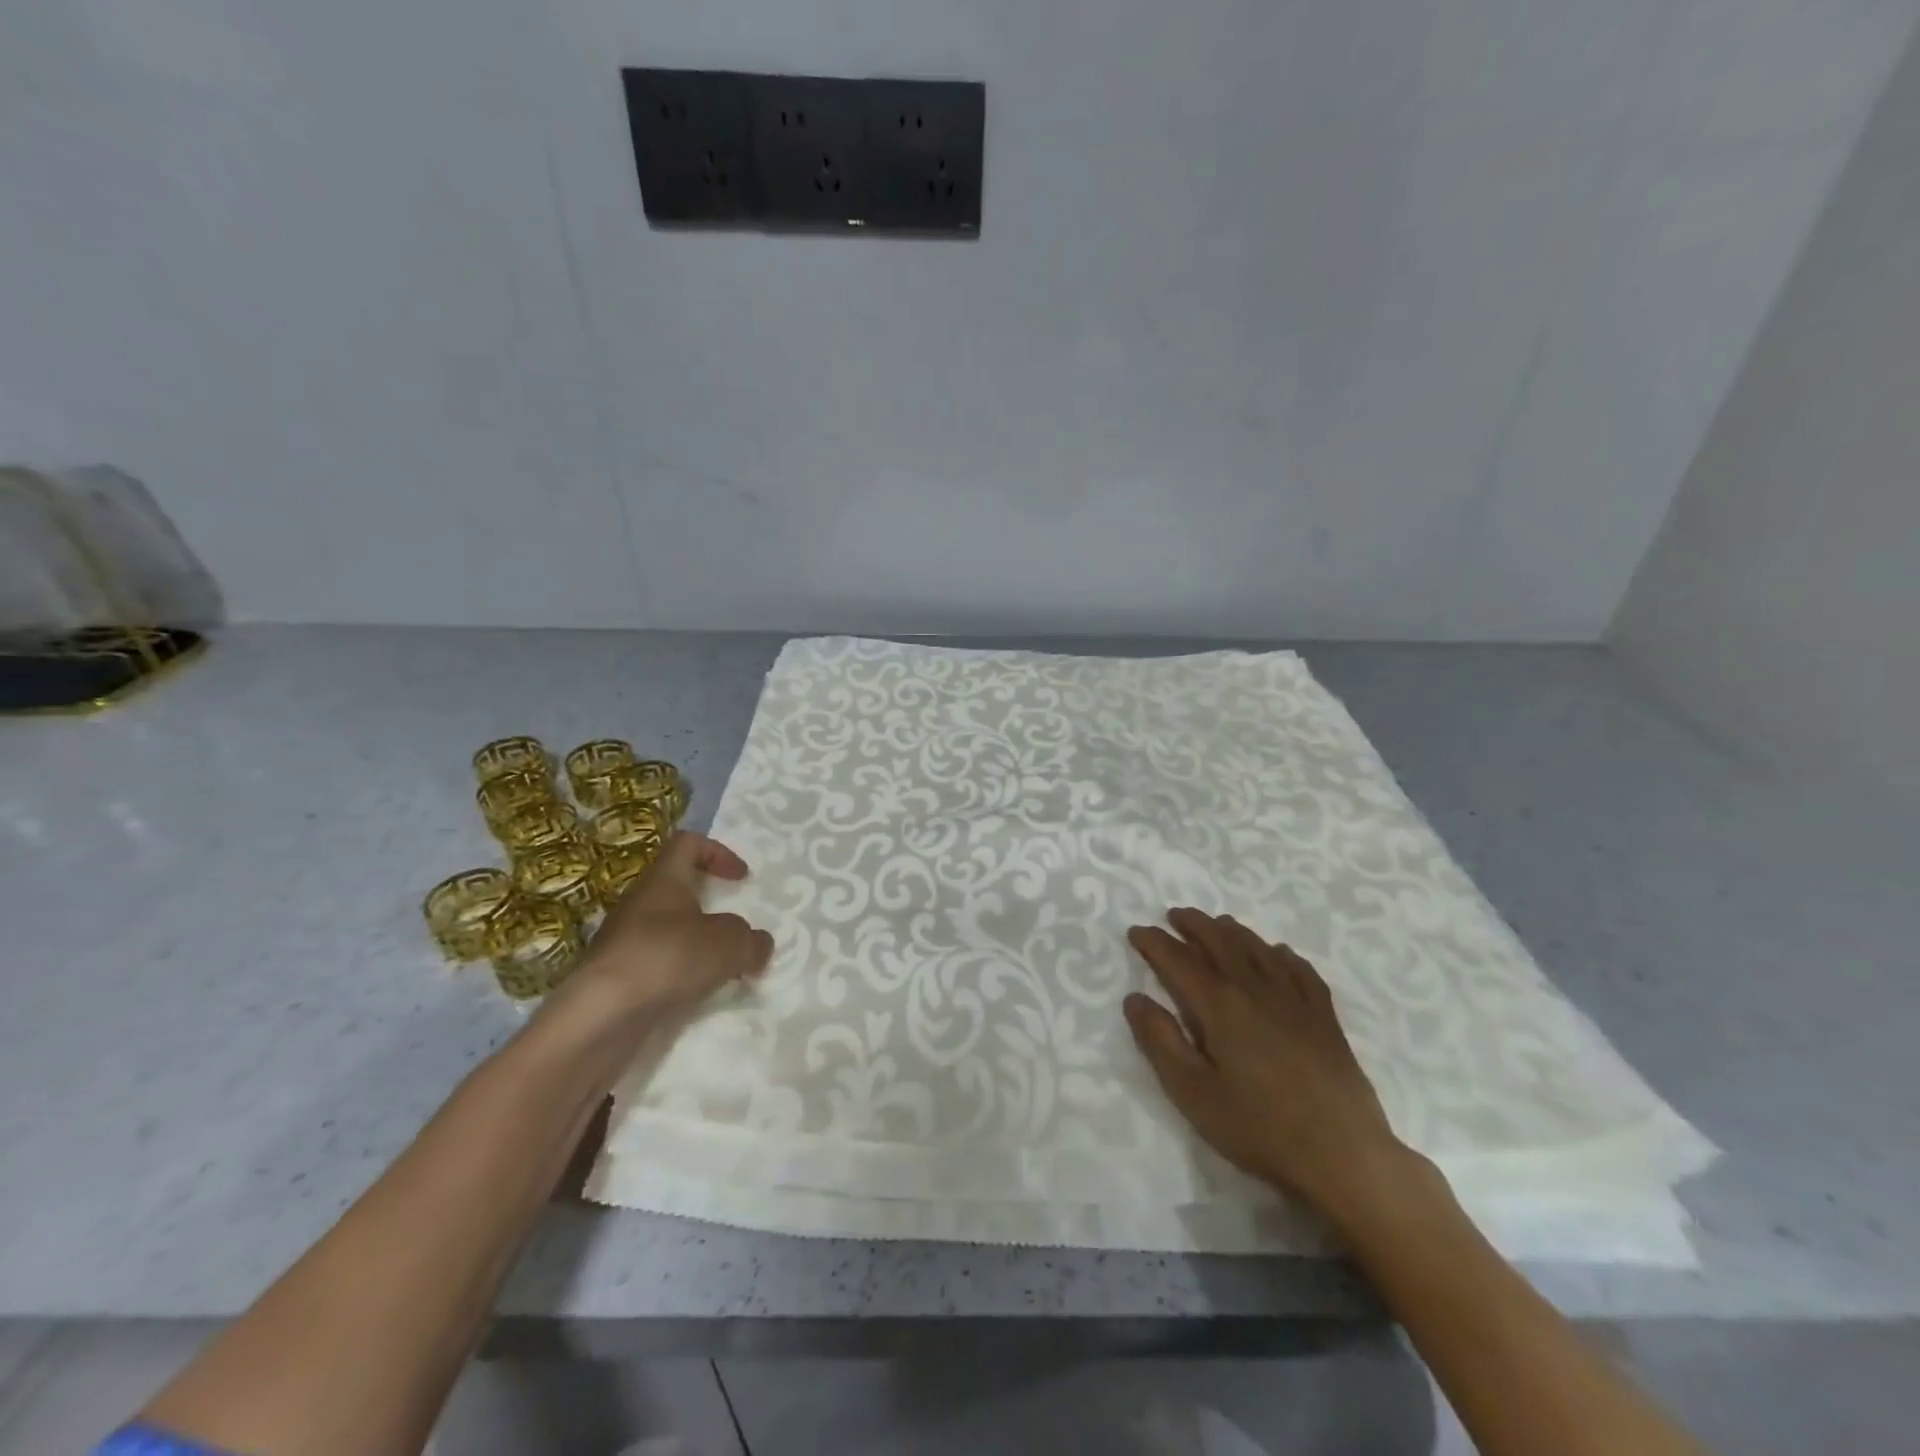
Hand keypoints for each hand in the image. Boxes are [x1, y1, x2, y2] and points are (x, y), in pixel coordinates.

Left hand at [564, 832, 773, 1021]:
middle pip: (679, 891)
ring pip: (670, 932)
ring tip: (724, 969)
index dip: (719, 853)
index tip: (742, 879)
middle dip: (711, 908)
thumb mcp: (728, 943)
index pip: (688, 843)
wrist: (600, 1019)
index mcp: (663, 880)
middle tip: (736, 930)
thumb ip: (751, 940)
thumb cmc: (668, 958)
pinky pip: (659, 967)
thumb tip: (760, 944)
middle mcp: (640, 905)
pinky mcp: (618, 980)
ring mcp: (624, 943)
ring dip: (698, 946)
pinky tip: (698, 995)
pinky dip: (681, 976)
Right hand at [1125, 908, 1421, 1226]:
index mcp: (1220, 1005)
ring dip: (1232, 931)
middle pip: (1220, 942)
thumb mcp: (1193, 1092)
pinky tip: (1278, 953)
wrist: (1344, 1156)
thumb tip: (1135, 998)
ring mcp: (1295, 1000)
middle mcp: (1256, 989)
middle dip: (1193, 925)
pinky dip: (1283, 955)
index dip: (1154, 942)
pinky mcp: (1325, 1018)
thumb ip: (1160, 1041)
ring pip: (1259, 949)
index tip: (1136, 931)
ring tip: (1217, 924)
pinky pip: (1301, 970)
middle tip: (1173, 916)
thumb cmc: (1259, 1127)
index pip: (1178, 960)